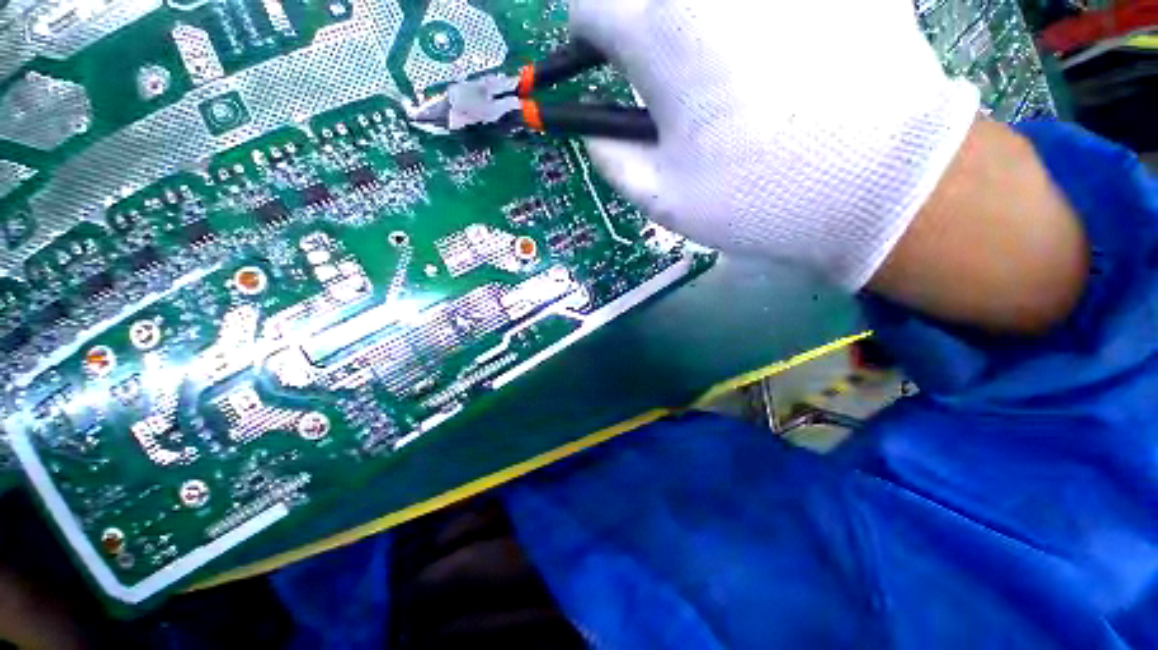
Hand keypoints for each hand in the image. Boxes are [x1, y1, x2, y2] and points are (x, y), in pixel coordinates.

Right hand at [571, 0, 979, 289]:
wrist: (879, 184)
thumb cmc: (754, 197)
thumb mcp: (663, 197)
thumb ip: (612, 160)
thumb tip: (593, 133)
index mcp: (660, 34)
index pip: (589, 5)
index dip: (588, 36)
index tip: (606, 62)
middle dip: (643, 25)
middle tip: (667, 72)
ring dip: (696, 21)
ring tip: (724, 71)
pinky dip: (761, 19)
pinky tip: (781, 55)